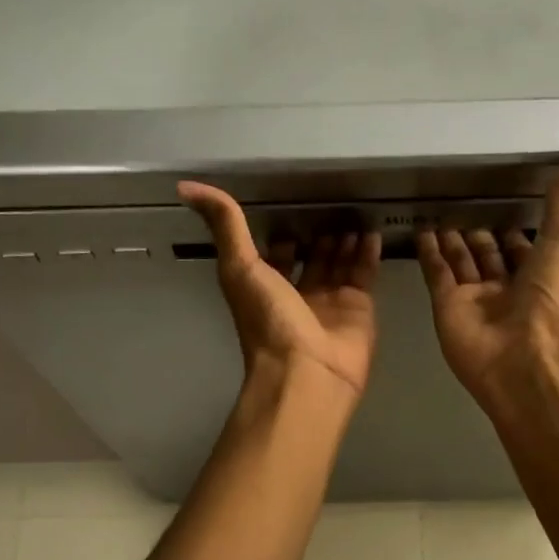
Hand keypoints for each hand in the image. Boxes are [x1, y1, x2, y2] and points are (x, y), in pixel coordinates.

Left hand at [179, 183, 382, 398]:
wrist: (306, 373)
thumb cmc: (269, 322)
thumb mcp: (239, 267)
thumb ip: (225, 225)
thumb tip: (186, 186)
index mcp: (265, 287)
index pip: (275, 255)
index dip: (282, 233)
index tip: (292, 204)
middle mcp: (297, 294)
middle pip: (311, 258)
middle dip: (320, 234)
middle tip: (333, 202)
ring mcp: (330, 303)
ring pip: (339, 263)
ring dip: (345, 239)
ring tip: (355, 210)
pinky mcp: (359, 309)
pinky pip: (364, 274)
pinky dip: (369, 253)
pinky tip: (372, 231)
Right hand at [417, 144, 558, 405]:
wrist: (523, 359)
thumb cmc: (552, 298)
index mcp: (541, 274)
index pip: (524, 245)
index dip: (515, 225)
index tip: (502, 199)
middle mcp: (508, 287)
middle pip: (489, 254)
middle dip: (479, 232)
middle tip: (461, 203)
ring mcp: (475, 299)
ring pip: (461, 262)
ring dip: (452, 239)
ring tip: (438, 211)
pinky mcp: (447, 307)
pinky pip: (437, 273)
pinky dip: (429, 253)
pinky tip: (422, 229)